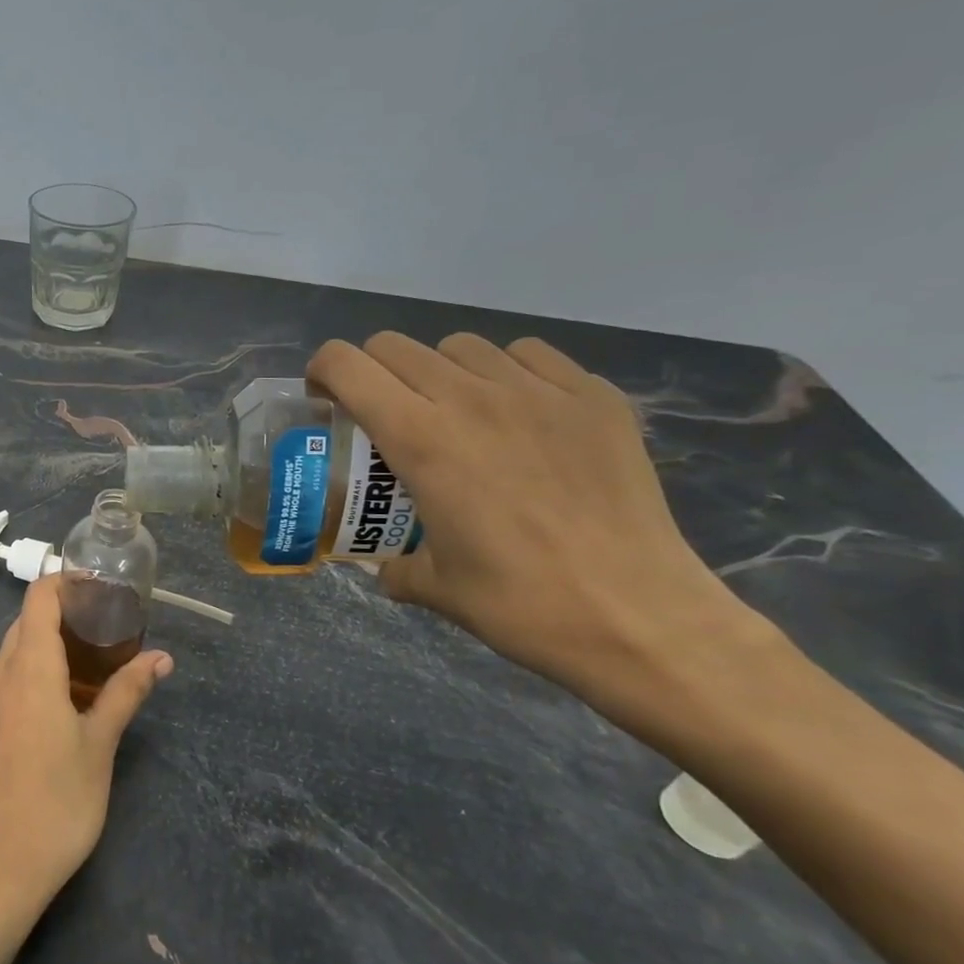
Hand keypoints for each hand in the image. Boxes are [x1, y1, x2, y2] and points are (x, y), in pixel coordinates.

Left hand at [0, 575, 171, 934]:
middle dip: (64, 618)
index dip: (66, 582)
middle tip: (107, 632)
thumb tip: (162, 657)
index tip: (100, 588)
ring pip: (13, 654)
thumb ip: (126, 692)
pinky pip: (4, 682)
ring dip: (48, 649)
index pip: (38, 597)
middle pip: (26, 623)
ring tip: (90, 670)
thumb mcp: (100, 745)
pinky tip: (59, 707)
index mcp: (28, 667)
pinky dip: (31, 675)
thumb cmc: (58, 803)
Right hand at [307, 333, 751, 731]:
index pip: (347, 365)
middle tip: (383, 413)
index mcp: (419, 439)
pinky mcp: (593, 398)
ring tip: (454, 411)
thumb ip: (393, 565)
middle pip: (395, 346)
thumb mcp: (433, 587)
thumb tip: (384, 565)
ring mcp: (538, 392)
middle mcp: (470, 399)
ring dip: (439, 370)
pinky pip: (530, 356)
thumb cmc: (521, 604)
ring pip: (461, 345)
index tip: (325, 400)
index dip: (322, 372)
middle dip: (373, 372)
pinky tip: (518, 413)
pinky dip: (507, 371)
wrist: (640, 618)